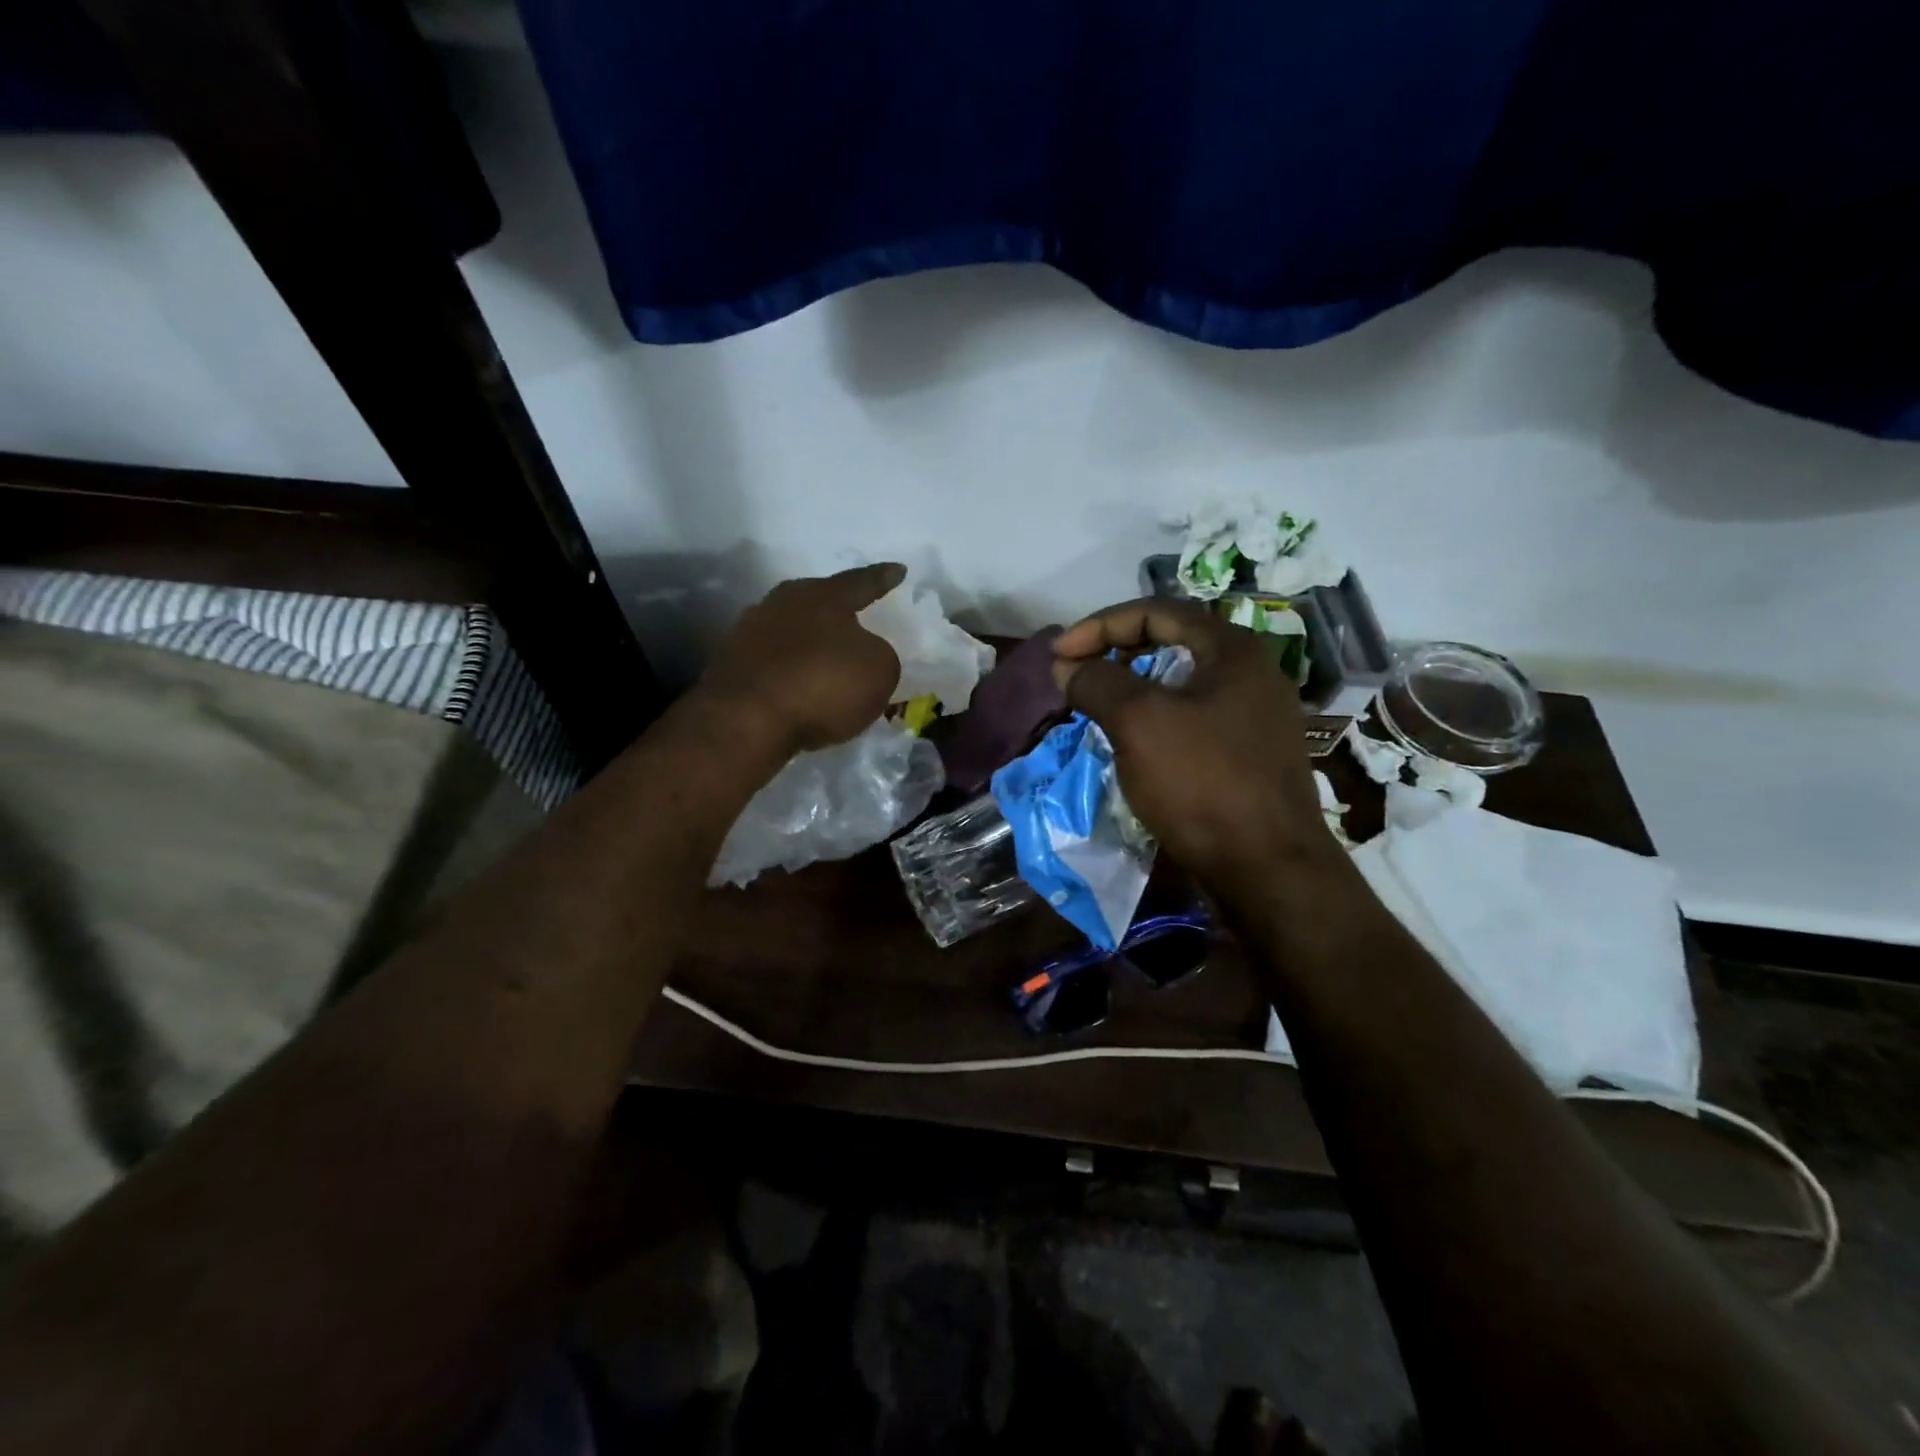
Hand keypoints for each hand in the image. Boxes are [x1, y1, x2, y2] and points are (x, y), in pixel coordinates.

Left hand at [698, 564, 905, 753]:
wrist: (746, 720)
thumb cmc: (823, 685)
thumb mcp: (879, 671)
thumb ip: (879, 655)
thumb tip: (862, 654)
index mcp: (823, 596)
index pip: (862, 582)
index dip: (883, 578)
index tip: (899, 569)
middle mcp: (784, 603)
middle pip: (817, 601)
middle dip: (837, 610)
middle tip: (855, 616)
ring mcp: (750, 631)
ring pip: (791, 630)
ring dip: (810, 642)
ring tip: (826, 657)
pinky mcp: (731, 664)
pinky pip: (773, 660)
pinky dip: (789, 670)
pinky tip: (799, 685)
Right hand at [1051, 598, 1341, 892]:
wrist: (1268, 869)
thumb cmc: (1203, 783)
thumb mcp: (1139, 723)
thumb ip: (1098, 682)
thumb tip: (1068, 666)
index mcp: (1232, 650)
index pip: (1155, 612)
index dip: (1099, 626)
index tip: (1059, 654)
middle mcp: (1251, 673)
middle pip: (1171, 643)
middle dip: (1114, 653)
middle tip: (1075, 675)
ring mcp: (1255, 716)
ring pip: (1180, 684)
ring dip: (1132, 687)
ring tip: (1095, 706)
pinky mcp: (1250, 754)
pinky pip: (1192, 718)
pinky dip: (1154, 719)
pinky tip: (1132, 742)